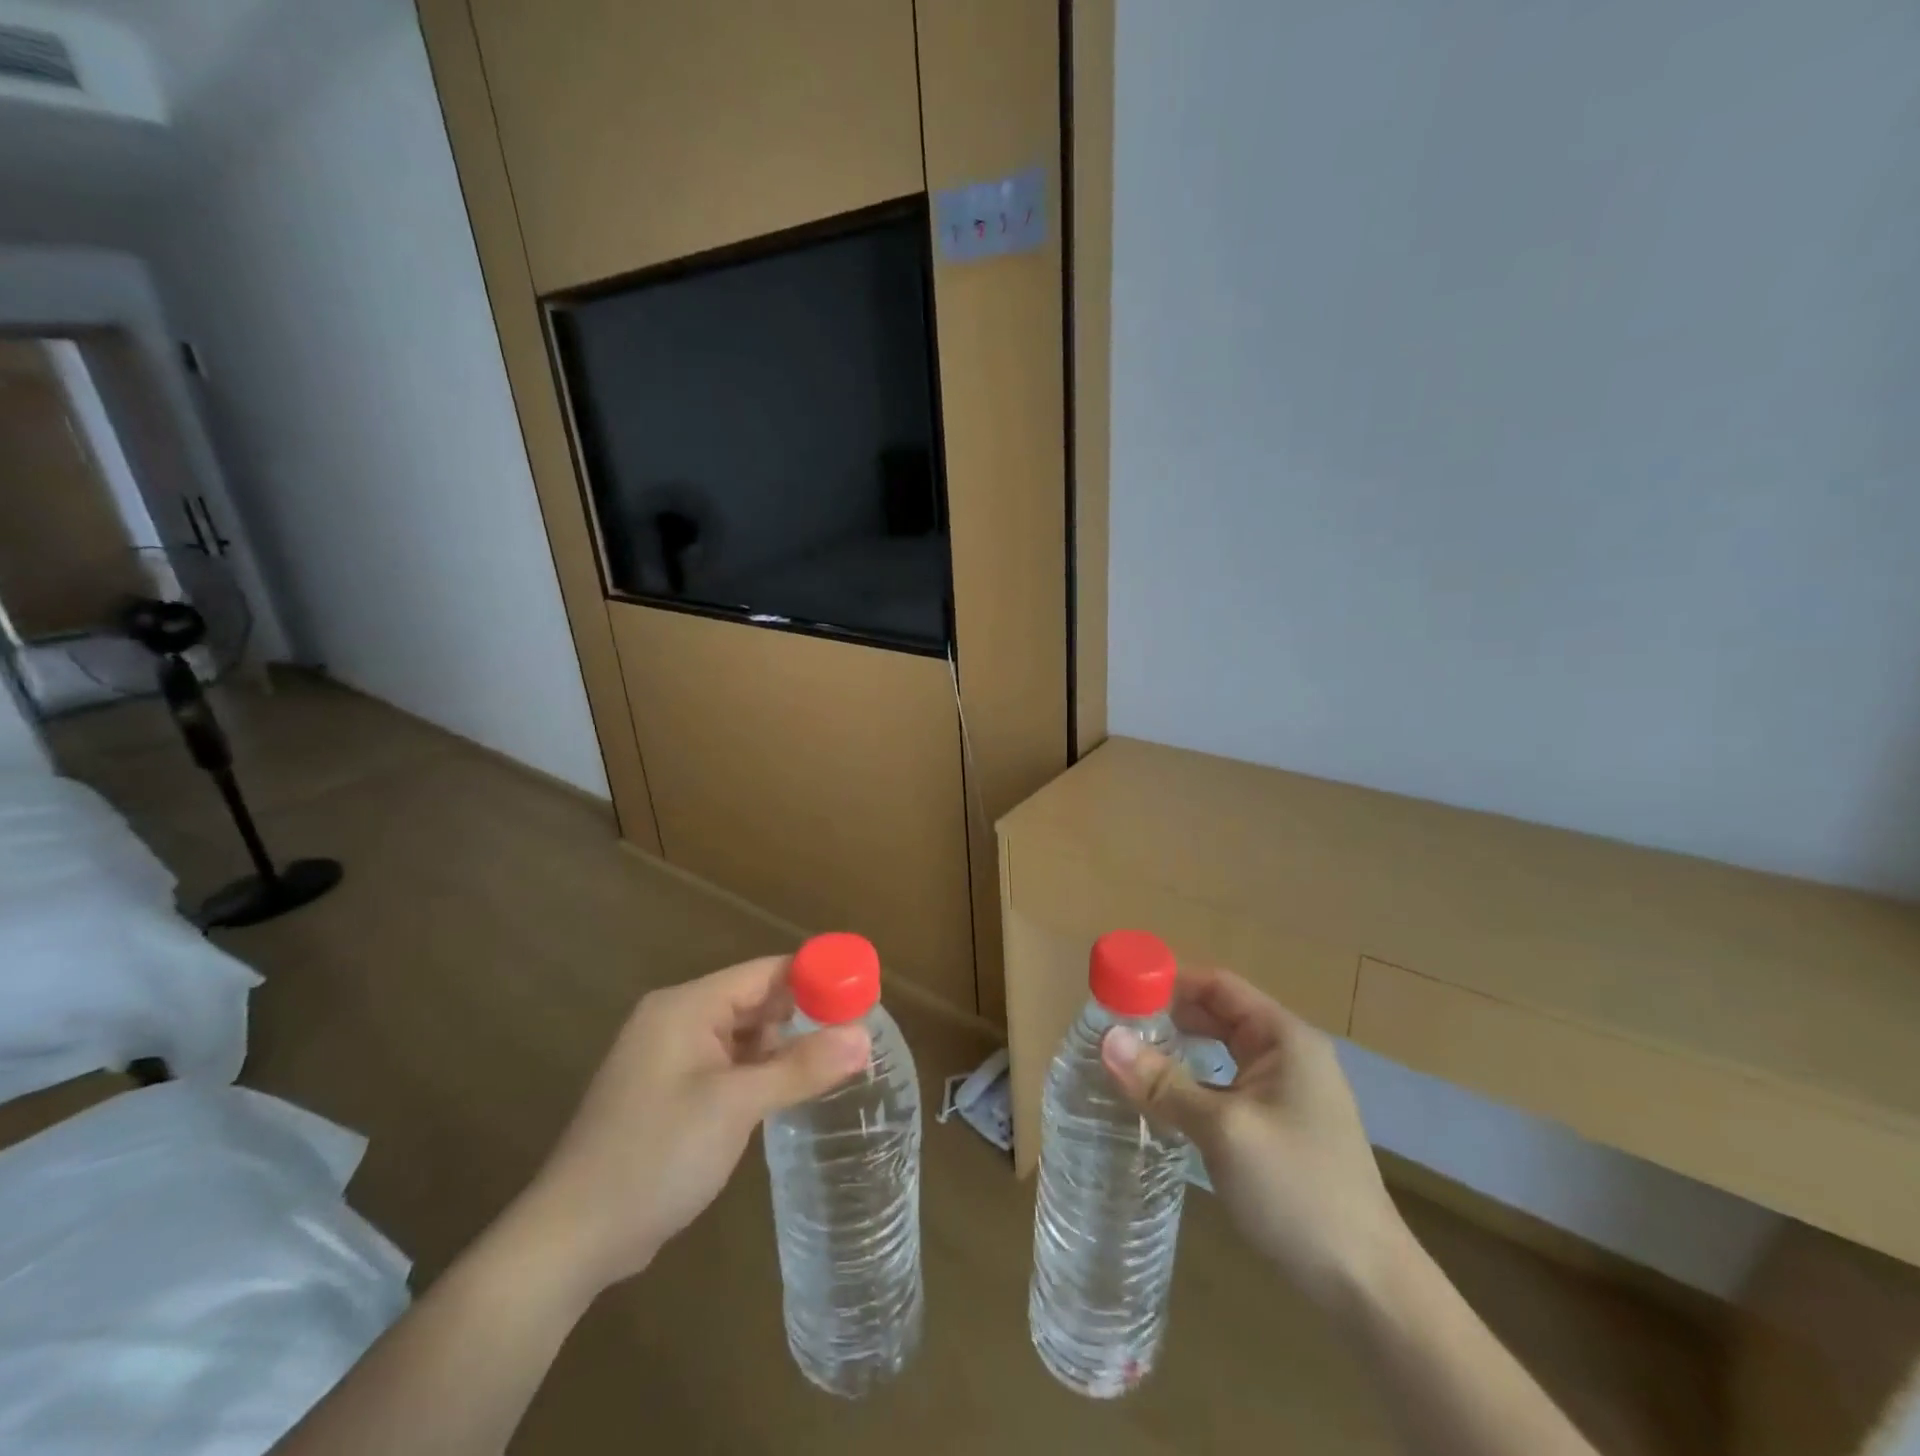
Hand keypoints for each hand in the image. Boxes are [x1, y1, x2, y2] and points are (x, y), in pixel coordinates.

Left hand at [508, 956, 870, 1299]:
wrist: (571, 1241)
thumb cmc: (655, 1157)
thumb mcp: (736, 1107)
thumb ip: (801, 1067)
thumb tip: (864, 1036)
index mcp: (686, 1006)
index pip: (765, 972)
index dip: (815, 979)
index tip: (862, 997)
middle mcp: (676, 1020)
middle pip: (754, 1001)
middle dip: (802, 1017)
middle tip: (854, 1038)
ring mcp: (669, 1058)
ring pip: (742, 1036)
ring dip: (781, 1050)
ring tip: (831, 1067)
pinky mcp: (668, 1093)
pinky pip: (726, 1065)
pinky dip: (757, 1074)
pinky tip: (786, 1094)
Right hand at [1102, 967, 1405, 1311]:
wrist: (1368, 1285)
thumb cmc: (1298, 1189)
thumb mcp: (1224, 1130)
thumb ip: (1164, 1082)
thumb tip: (1107, 1040)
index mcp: (1284, 1037)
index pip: (1218, 985)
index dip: (1169, 982)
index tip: (1119, 993)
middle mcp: (1288, 1054)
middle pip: (1218, 1015)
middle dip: (1168, 1017)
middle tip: (1115, 1029)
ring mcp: (1288, 1091)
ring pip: (1221, 1053)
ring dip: (1179, 1052)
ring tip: (1128, 1059)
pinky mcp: (1281, 1125)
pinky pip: (1228, 1086)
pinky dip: (1195, 1084)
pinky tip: (1163, 1101)